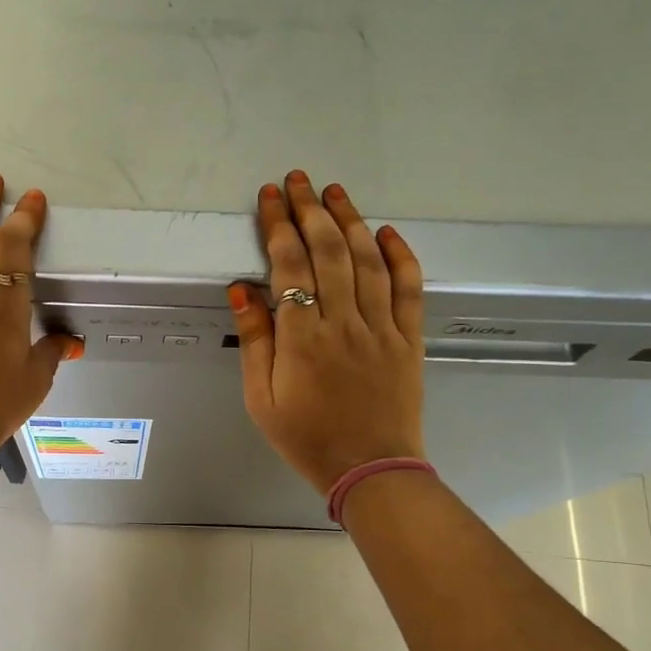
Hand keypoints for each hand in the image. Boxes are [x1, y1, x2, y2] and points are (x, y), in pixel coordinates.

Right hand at [228, 171, 426, 493]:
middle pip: (328, 252)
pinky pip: (408, 289)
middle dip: (311, 211)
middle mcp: (343, 324)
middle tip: (299, 180)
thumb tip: (242, 290)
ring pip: (367, 262)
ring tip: (335, 192)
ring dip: (350, 221)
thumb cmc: (307, 438)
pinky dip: (399, 257)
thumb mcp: (261, 399)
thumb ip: (254, 342)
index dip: (278, 225)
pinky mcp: (408, 339)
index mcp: (302, 339)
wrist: (370, 469)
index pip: (289, 266)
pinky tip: (386, 233)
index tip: (270, 196)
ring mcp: (381, 329)